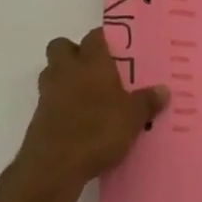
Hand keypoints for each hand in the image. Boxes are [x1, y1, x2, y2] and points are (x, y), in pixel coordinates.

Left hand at [12, 28, 168, 196]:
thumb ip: (147, 102)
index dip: (103, 40)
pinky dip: (59, 104)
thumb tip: (163, 90)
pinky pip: (48, 99)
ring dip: (64, 78)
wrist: (55, 164)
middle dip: (74, 53)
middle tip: (94, 70)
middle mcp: (67, 69)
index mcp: (92, 62)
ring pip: (51, 71)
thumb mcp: (133, 118)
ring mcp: (48, 92)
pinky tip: (76, 121)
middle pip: (62, 46)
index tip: (116, 50)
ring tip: (85, 95)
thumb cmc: (98, 130)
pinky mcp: (38, 115)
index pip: (94, 36)